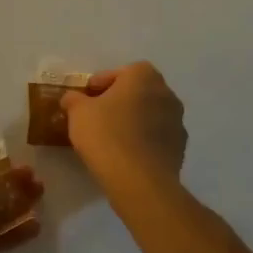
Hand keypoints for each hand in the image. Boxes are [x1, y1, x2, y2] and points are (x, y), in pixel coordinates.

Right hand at [61, 62, 187, 199]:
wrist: (140, 181)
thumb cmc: (107, 135)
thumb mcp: (78, 113)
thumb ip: (74, 99)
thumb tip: (72, 98)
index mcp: (143, 77)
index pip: (121, 72)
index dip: (102, 83)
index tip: (87, 98)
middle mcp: (166, 93)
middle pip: (138, 91)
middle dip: (119, 100)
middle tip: (98, 115)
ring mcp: (177, 121)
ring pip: (150, 114)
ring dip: (134, 120)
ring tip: (112, 137)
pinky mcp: (180, 148)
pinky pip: (157, 137)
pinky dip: (143, 140)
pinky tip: (126, 154)